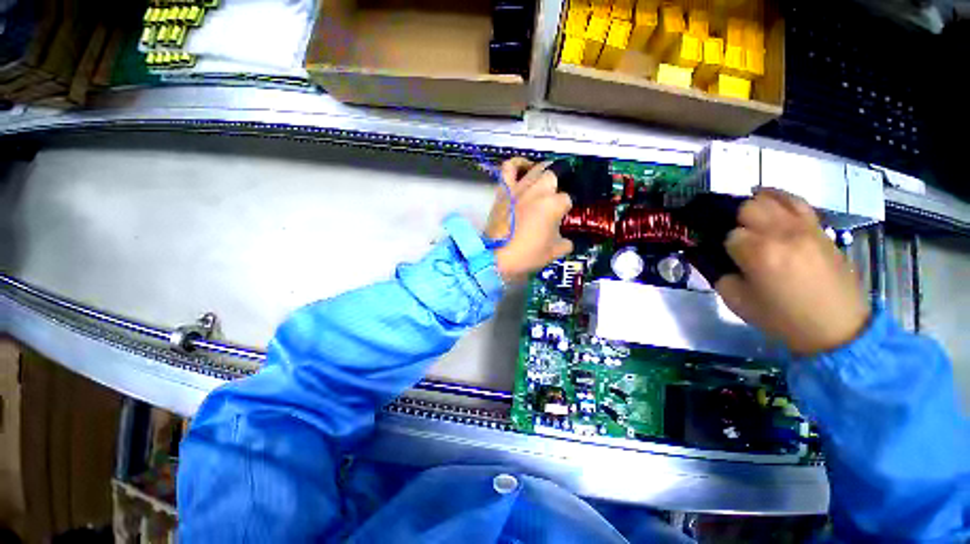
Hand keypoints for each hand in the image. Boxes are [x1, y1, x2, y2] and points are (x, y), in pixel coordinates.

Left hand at [485, 158, 573, 281]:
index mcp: (553, 204)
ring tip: (547, 181)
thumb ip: (566, 242)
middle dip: (559, 185)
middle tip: (556, 198)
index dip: (566, 209)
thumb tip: (566, 239)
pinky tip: (526, 167)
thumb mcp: (555, 252)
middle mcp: (538, 190)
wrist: (497, 257)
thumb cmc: (527, 254)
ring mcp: (519, 187)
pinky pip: (509, 168)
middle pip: (554, 176)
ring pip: (537, 168)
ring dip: (545, 173)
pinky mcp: (504, 190)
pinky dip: (518, 164)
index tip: (562, 217)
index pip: (567, 199)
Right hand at [715, 189, 870, 355]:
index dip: (723, 246)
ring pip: (770, 199)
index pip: (729, 235)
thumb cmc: (783, 318)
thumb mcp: (738, 303)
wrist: (837, 327)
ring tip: (745, 218)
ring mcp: (804, 227)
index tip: (726, 258)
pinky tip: (766, 199)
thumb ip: (720, 276)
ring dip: (752, 207)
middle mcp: (782, 233)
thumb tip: (713, 259)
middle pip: (747, 208)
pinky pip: (796, 201)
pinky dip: (777, 197)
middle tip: (736, 239)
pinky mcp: (819, 228)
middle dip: (735, 222)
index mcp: (760, 254)